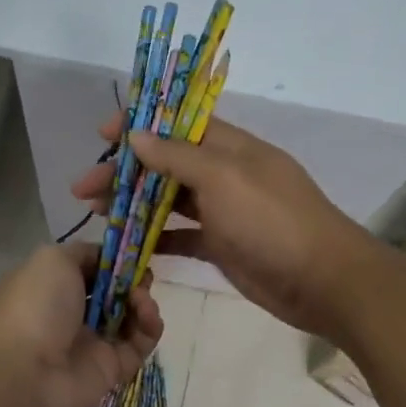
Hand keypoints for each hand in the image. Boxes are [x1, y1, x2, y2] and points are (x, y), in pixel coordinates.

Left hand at [0, 242, 163, 406]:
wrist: (24, 374)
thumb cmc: (34, 307)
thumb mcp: (51, 260)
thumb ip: (83, 253)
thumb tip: (105, 258)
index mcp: (50, 288)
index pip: (88, 271)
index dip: (111, 262)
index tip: (130, 255)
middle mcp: (69, 316)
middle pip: (111, 295)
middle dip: (130, 282)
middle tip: (142, 277)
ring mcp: (91, 344)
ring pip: (129, 319)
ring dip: (142, 303)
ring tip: (141, 299)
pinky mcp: (112, 370)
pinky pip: (139, 345)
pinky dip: (149, 328)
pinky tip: (148, 317)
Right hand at [71, 116, 377, 337]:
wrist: (321, 281)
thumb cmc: (273, 222)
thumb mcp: (225, 179)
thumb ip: (179, 157)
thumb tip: (137, 136)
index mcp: (231, 148)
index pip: (179, 125)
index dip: (141, 126)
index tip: (102, 134)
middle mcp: (225, 175)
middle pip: (167, 164)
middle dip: (126, 172)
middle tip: (83, 187)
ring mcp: (224, 213)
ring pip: (170, 201)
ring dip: (134, 204)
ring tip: (97, 211)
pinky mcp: (223, 246)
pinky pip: (182, 237)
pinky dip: (157, 238)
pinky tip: (128, 244)